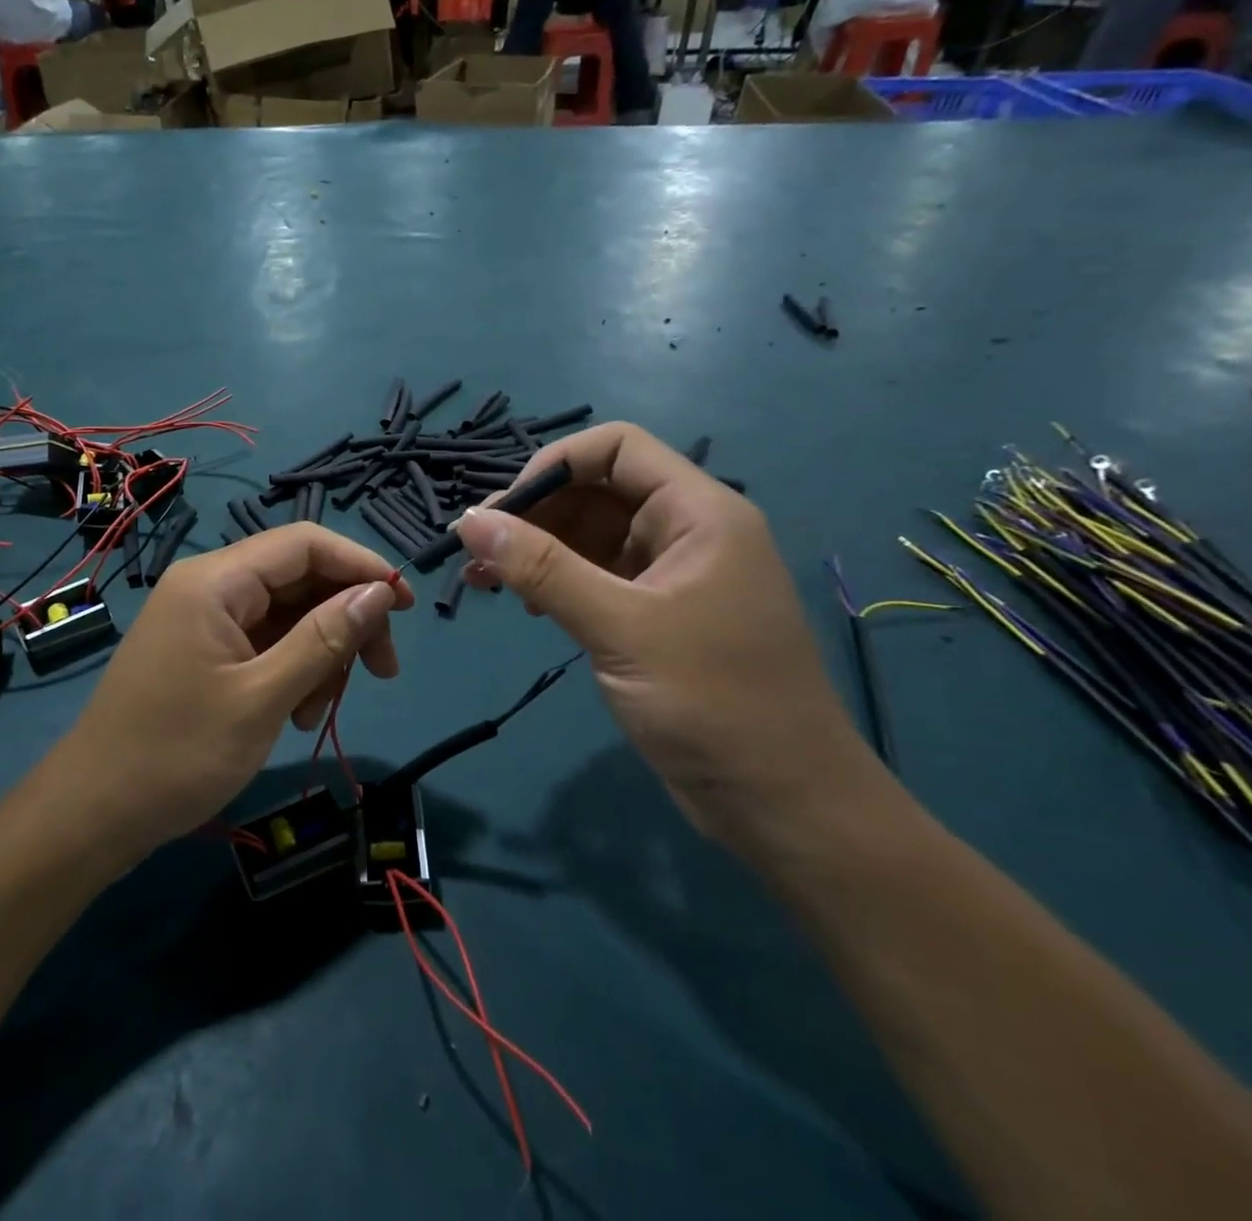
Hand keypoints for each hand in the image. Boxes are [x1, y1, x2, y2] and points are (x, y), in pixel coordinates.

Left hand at [57, 526, 413, 859]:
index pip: (305, 543)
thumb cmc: (176, 756)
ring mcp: (206, 619)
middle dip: (345, 620)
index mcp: (215, 580)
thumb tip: (380, 592)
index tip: (405, 606)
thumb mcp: (262, 698)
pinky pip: (266, 641)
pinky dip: (293, 670)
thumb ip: (324, 640)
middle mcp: (210, 586)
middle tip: (381, 672)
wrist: (93, 815)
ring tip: (318, 711)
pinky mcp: (205, 649)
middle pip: (300, 578)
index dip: (361, 566)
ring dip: (319, 655)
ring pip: (289, 614)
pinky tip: (296, 713)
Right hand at [456, 422, 886, 854]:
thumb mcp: (619, 628)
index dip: (554, 464)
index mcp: (698, 513)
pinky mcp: (656, 616)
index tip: (503, 510)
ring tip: (483, 581)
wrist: (783, 804)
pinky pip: (595, 577)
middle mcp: (686, 532)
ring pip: (590, 536)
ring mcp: (671, 576)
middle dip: (533, 514)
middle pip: (597, 491)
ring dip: (535, 550)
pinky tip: (524, 606)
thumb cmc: (713, 703)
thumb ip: (542, 568)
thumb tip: (468, 520)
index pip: (617, 448)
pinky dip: (554, 583)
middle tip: (475, 552)